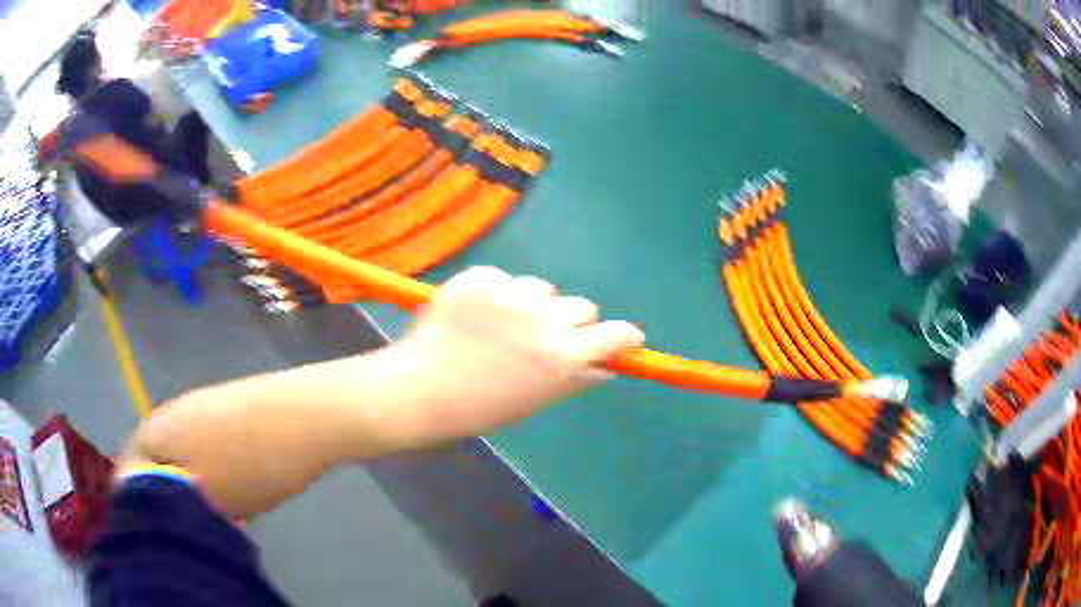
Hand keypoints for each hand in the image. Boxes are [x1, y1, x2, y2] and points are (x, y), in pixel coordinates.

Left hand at [388, 266, 644, 437]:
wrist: (421, 390)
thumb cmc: (480, 408)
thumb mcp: (534, 402)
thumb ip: (574, 379)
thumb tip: (605, 366)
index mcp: (562, 355)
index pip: (616, 334)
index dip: (625, 335)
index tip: (626, 338)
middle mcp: (544, 318)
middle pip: (582, 306)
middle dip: (573, 322)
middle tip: (546, 337)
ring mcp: (510, 293)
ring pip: (542, 288)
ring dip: (533, 304)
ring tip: (501, 325)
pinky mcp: (480, 277)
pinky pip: (503, 278)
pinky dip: (496, 293)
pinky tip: (474, 315)